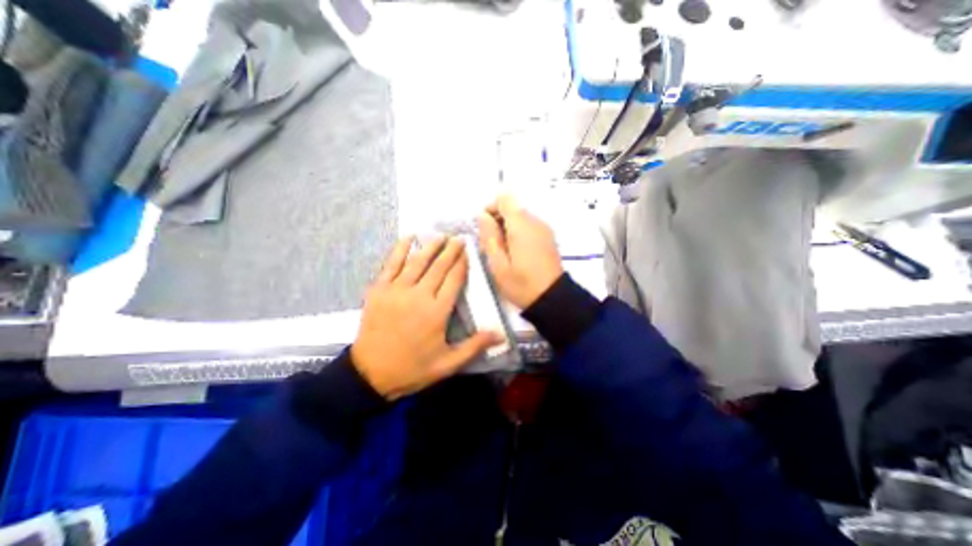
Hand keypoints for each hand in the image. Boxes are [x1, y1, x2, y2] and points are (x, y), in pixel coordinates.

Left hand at [352, 237, 500, 398]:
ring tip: (441, 236)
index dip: (462, 263)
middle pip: (439, 266)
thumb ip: (474, 346)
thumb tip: (501, 335)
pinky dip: (400, 249)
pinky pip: (391, 264)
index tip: (468, 252)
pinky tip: (409, 237)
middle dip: (451, 250)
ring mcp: (397, 290)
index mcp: (437, 311)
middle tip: (459, 238)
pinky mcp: (379, 289)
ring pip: (418, 261)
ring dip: (431, 246)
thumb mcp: (448, 364)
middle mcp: (419, 295)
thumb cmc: (413, 368)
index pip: (454, 279)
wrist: (370, 374)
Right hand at [478, 197, 562, 308]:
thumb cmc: (522, 284)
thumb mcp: (498, 264)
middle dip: (497, 220)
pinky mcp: (548, 237)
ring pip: (520, 217)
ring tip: (502, 251)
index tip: (484, 227)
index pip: (504, 199)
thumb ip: (489, 236)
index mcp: (521, 225)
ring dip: (507, 228)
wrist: (553, 298)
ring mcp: (544, 229)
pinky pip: (528, 226)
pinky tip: (515, 253)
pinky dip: (517, 233)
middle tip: (490, 243)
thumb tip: (482, 215)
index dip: (490, 208)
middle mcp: (535, 221)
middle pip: (512, 207)